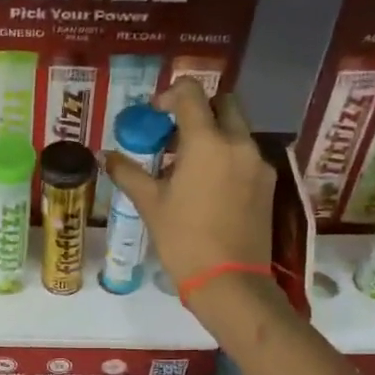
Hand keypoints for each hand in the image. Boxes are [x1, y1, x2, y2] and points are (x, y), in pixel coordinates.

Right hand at [105, 78, 276, 293]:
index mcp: (207, 142)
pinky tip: (209, 185)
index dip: (170, 95)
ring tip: (189, 164)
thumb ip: (128, 173)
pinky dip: (227, 156)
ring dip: (214, 133)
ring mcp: (258, 163)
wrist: (229, 281)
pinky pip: (246, 154)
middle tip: (175, 134)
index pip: (191, 93)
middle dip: (199, 109)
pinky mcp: (267, 184)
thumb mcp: (150, 204)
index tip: (155, 115)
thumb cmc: (184, 239)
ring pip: (238, 129)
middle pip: (224, 103)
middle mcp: (238, 143)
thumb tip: (106, 156)